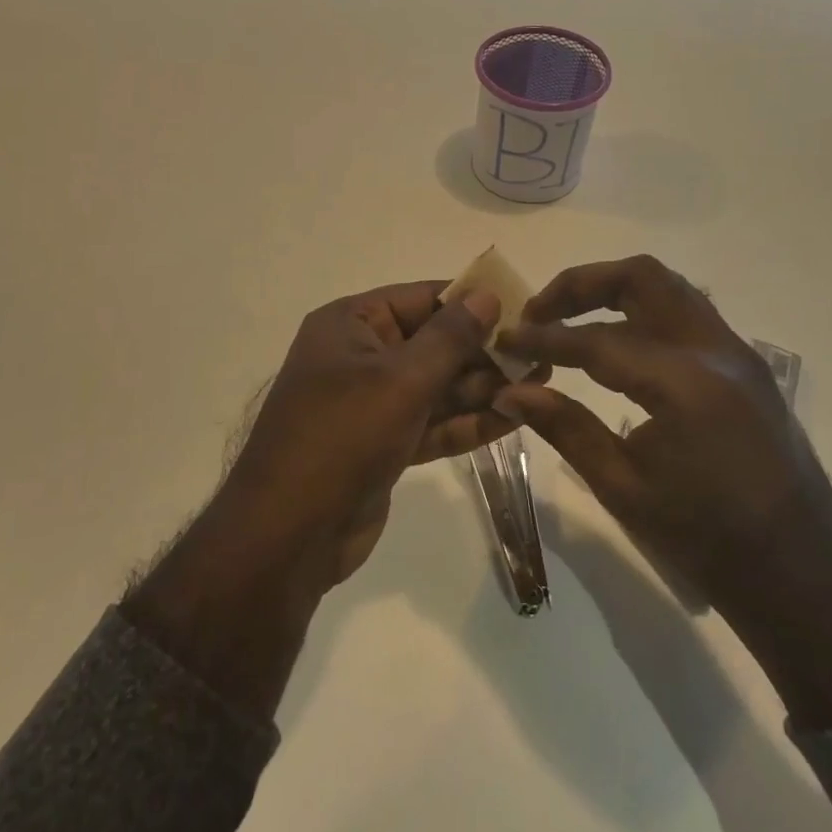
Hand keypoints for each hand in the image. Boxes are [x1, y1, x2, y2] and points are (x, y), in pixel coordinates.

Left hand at [222, 280, 535, 589]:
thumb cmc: (342, 437)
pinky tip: (514, 418)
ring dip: (483, 387)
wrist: (289, 536)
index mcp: (350, 325)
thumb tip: (486, 295)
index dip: (469, 301)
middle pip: (432, 343)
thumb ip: (449, 338)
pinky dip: (467, 422)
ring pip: (436, 386)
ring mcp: (371, 404)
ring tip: (541, 382)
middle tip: (542, 354)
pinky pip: (431, 422)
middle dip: (483, 350)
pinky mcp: (384, 444)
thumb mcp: (400, 380)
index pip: (419, 298)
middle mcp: (359, 356)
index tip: (521, 307)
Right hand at [495, 255, 831, 622]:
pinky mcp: (746, 365)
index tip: (506, 340)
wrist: (802, 575)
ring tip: (572, 319)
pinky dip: (644, 312)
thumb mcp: (623, 487)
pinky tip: (618, 344)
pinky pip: (688, 313)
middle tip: (541, 312)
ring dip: (615, 291)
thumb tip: (511, 391)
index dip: (545, 338)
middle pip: (641, 278)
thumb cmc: (707, 540)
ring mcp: (737, 353)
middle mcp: (716, 351)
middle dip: (582, 284)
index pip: (598, 340)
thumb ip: (565, 427)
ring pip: (669, 287)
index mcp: (685, 384)